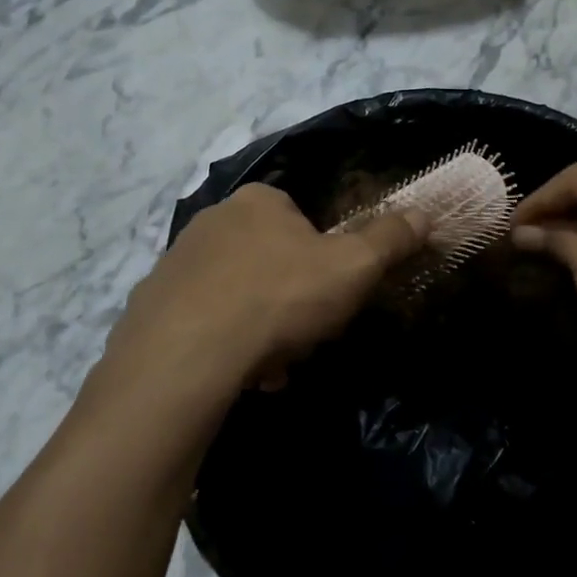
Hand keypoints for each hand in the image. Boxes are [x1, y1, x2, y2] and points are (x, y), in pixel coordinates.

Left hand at [98, 181, 426, 407]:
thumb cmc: (280, 297)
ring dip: (261, 329)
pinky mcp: (151, 305)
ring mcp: (175, 262)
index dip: (323, 262)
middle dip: (292, 301)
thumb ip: (390, 239)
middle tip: (304, 337)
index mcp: (258, 201)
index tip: (330, 299)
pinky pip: (203, 322)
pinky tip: (239, 375)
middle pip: (270, 261)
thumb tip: (424, 215)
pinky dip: (225, 346)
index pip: (301, 221)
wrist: (187, 354)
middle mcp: (211, 220)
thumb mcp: (353, 267)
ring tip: (271, 366)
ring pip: (238, 295)